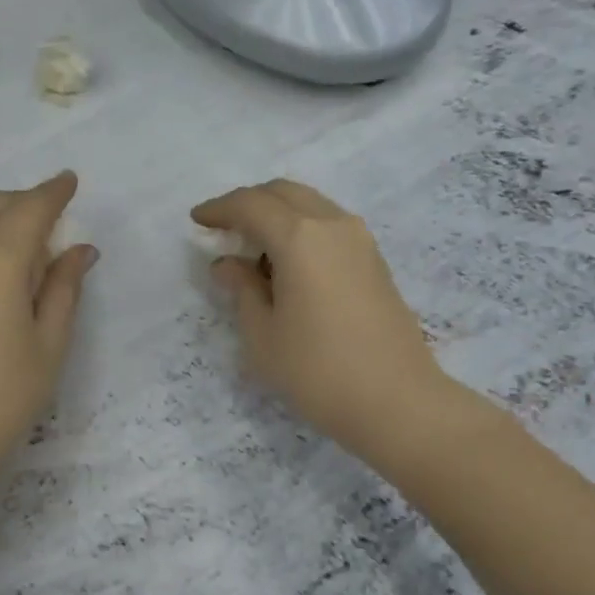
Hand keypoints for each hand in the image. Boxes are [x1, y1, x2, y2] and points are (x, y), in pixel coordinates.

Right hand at [192, 180, 449, 461]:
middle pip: (283, 193)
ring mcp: (360, 241)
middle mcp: (332, 225)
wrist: (397, 401)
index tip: (197, 221)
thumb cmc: (317, 371)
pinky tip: (289, 266)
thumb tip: (228, 264)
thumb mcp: (263, 336)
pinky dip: (302, 231)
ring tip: (254, 251)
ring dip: (278, 215)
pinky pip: (329, 226)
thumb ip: (242, 290)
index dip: (219, 209)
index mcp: (300, 237)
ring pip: (311, 205)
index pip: (250, 205)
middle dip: (249, 203)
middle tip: (224, 230)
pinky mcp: (375, 261)